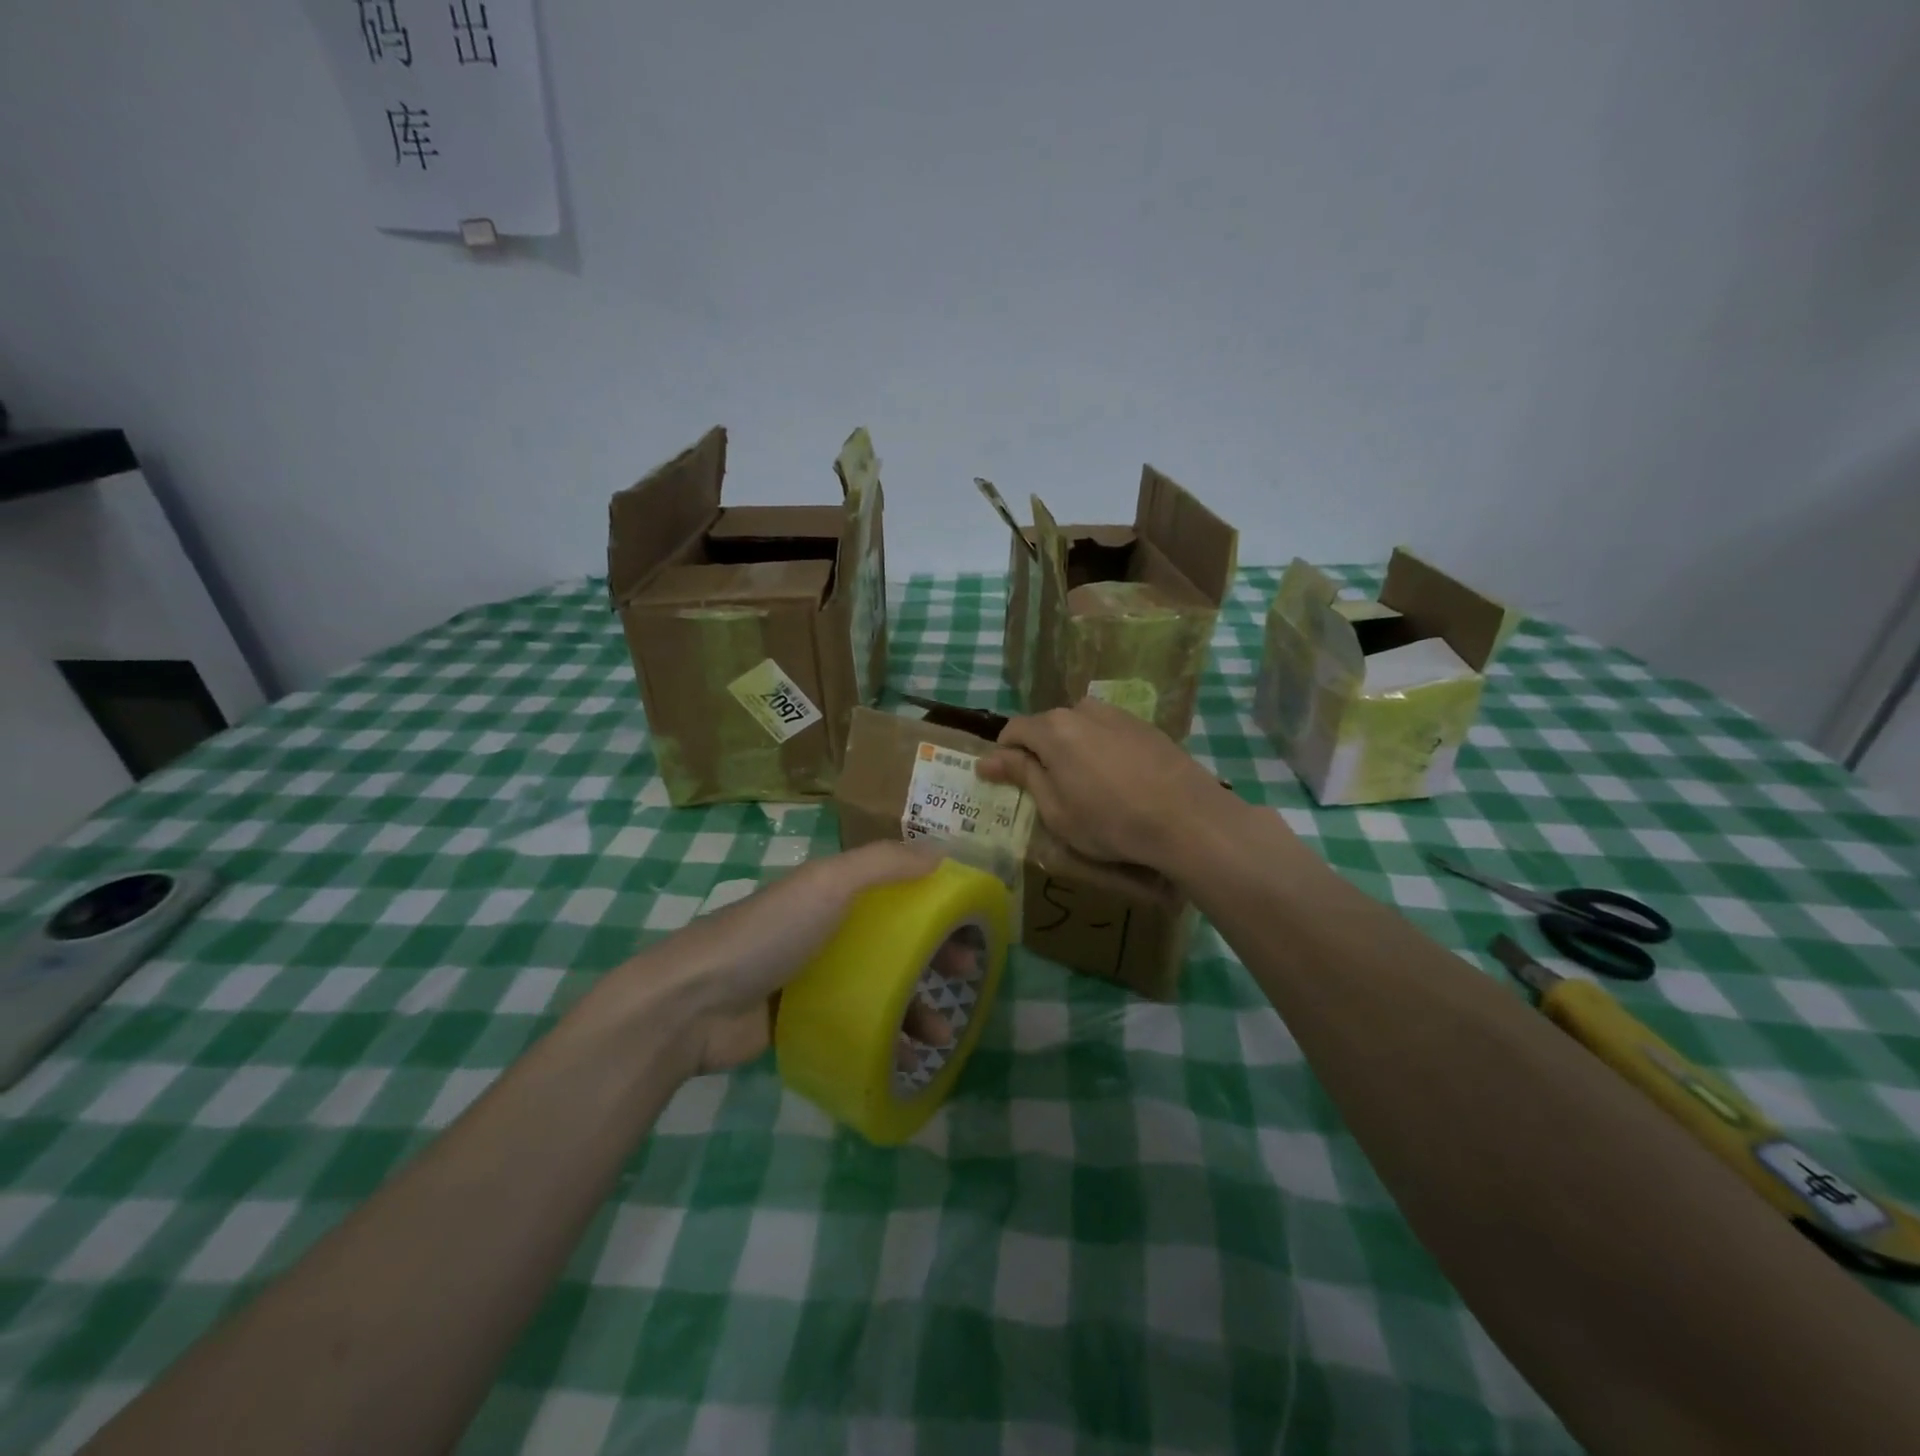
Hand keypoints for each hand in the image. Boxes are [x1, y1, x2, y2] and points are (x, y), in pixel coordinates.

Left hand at [619, 840, 962, 1074]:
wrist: (692, 1004)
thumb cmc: (767, 934)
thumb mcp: (827, 885)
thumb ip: (883, 864)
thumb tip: (942, 852)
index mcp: (832, 891)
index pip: (897, 887)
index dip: (934, 900)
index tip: (969, 921)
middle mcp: (826, 927)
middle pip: (894, 937)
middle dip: (933, 955)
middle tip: (967, 976)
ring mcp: (813, 975)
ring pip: (879, 984)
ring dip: (915, 1005)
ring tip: (943, 1035)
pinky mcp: (802, 1018)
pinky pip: (856, 1023)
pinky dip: (884, 1037)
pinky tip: (906, 1057)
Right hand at [978, 697, 1241, 870]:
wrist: (1188, 819)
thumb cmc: (1111, 822)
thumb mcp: (1056, 809)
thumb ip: (1022, 776)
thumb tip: (986, 759)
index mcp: (1054, 728)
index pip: (1013, 730)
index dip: (1004, 756)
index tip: (1006, 782)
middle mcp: (1083, 710)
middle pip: (1047, 726)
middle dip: (1040, 753)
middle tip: (1047, 790)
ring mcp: (1118, 714)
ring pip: (1080, 728)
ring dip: (1072, 750)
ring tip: (1085, 786)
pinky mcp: (1146, 726)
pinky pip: (1108, 733)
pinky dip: (1101, 751)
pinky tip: (1117, 781)